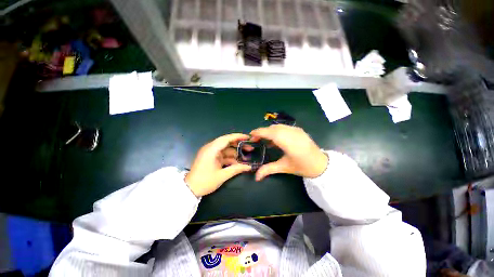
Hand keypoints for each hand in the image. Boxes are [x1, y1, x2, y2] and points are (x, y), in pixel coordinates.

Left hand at [185, 133, 251, 196]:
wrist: (189, 189)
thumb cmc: (205, 181)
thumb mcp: (222, 176)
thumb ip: (236, 169)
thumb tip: (249, 167)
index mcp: (211, 149)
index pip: (226, 139)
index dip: (238, 136)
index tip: (248, 137)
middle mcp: (211, 148)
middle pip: (227, 142)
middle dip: (238, 145)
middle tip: (250, 147)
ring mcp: (211, 153)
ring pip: (226, 149)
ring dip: (235, 153)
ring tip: (246, 157)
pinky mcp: (211, 157)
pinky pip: (223, 155)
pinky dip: (230, 158)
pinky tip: (238, 163)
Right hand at [250, 125, 327, 180]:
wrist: (322, 164)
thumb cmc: (302, 167)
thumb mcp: (284, 167)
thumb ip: (268, 170)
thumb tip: (256, 177)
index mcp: (288, 142)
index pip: (269, 132)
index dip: (259, 132)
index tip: (250, 135)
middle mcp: (291, 133)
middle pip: (272, 128)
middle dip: (262, 132)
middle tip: (256, 140)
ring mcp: (296, 130)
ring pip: (278, 126)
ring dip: (269, 131)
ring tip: (265, 140)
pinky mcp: (299, 130)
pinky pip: (284, 127)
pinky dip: (277, 131)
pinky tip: (276, 140)